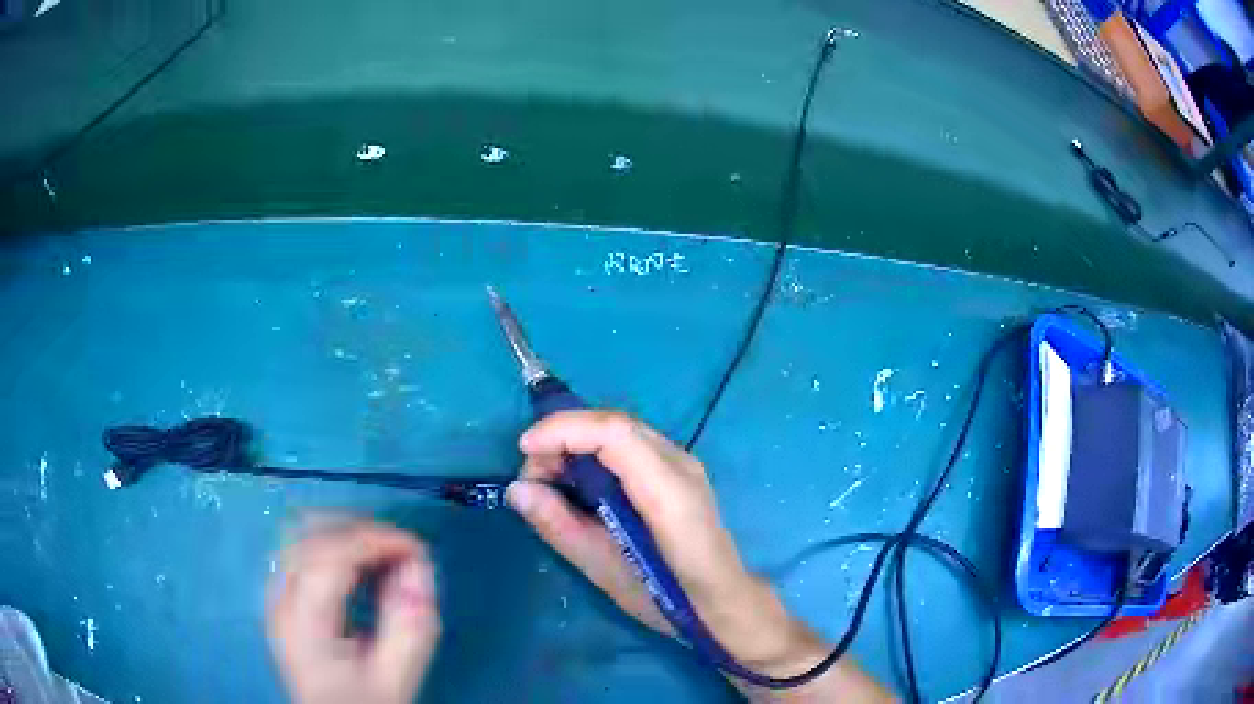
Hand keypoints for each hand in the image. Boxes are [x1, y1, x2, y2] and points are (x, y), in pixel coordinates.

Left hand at [267, 519, 440, 703]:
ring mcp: (276, 595)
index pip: (330, 555)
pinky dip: (334, 545)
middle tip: (402, 550)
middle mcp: (280, 599)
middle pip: (308, 534)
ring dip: (345, 533)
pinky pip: (303, 551)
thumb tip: (420, 567)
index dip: (376, 539)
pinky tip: (359, 565)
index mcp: (303, 621)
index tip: (418, 549)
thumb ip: (410, 627)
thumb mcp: (394, 679)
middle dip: (360, 530)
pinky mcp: (283, 599)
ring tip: (384, 553)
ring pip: (301, 535)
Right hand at [506, 410, 825, 678]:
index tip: (525, 451)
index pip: (614, 432)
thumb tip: (516, 489)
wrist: (721, 601)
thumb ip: (560, 526)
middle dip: (564, 437)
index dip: (564, 430)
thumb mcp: (604, 570)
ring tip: (549, 481)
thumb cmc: (665, 597)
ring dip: (577, 443)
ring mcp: (682, 463)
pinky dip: (594, 453)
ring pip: (620, 430)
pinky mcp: (677, 471)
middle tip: (533, 477)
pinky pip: (629, 446)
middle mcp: (680, 464)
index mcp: (668, 492)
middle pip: (615, 424)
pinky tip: (578, 483)